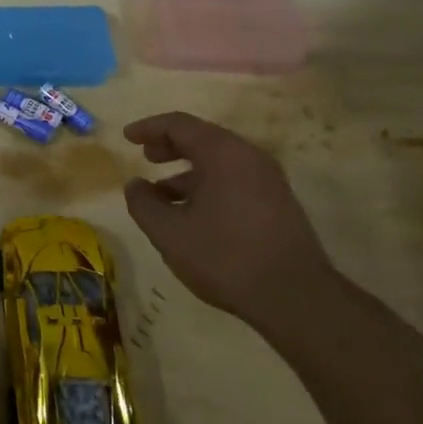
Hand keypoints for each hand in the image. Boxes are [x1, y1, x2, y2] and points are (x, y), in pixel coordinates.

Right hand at [122, 111, 334, 326]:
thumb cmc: (225, 257)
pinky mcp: (278, 203)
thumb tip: (135, 185)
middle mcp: (249, 157)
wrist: (296, 298)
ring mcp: (268, 180)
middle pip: (202, 138)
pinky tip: (192, 213)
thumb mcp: (169, 232)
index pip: (179, 124)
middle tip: (146, 158)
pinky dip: (207, 184)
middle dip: (169, 145)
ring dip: (187, 170)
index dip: (149, 127)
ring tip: (162, 194)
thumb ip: (143, 203)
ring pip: (219, 161)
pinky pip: (234, 179)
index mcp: (223, 154)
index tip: (126, 137)